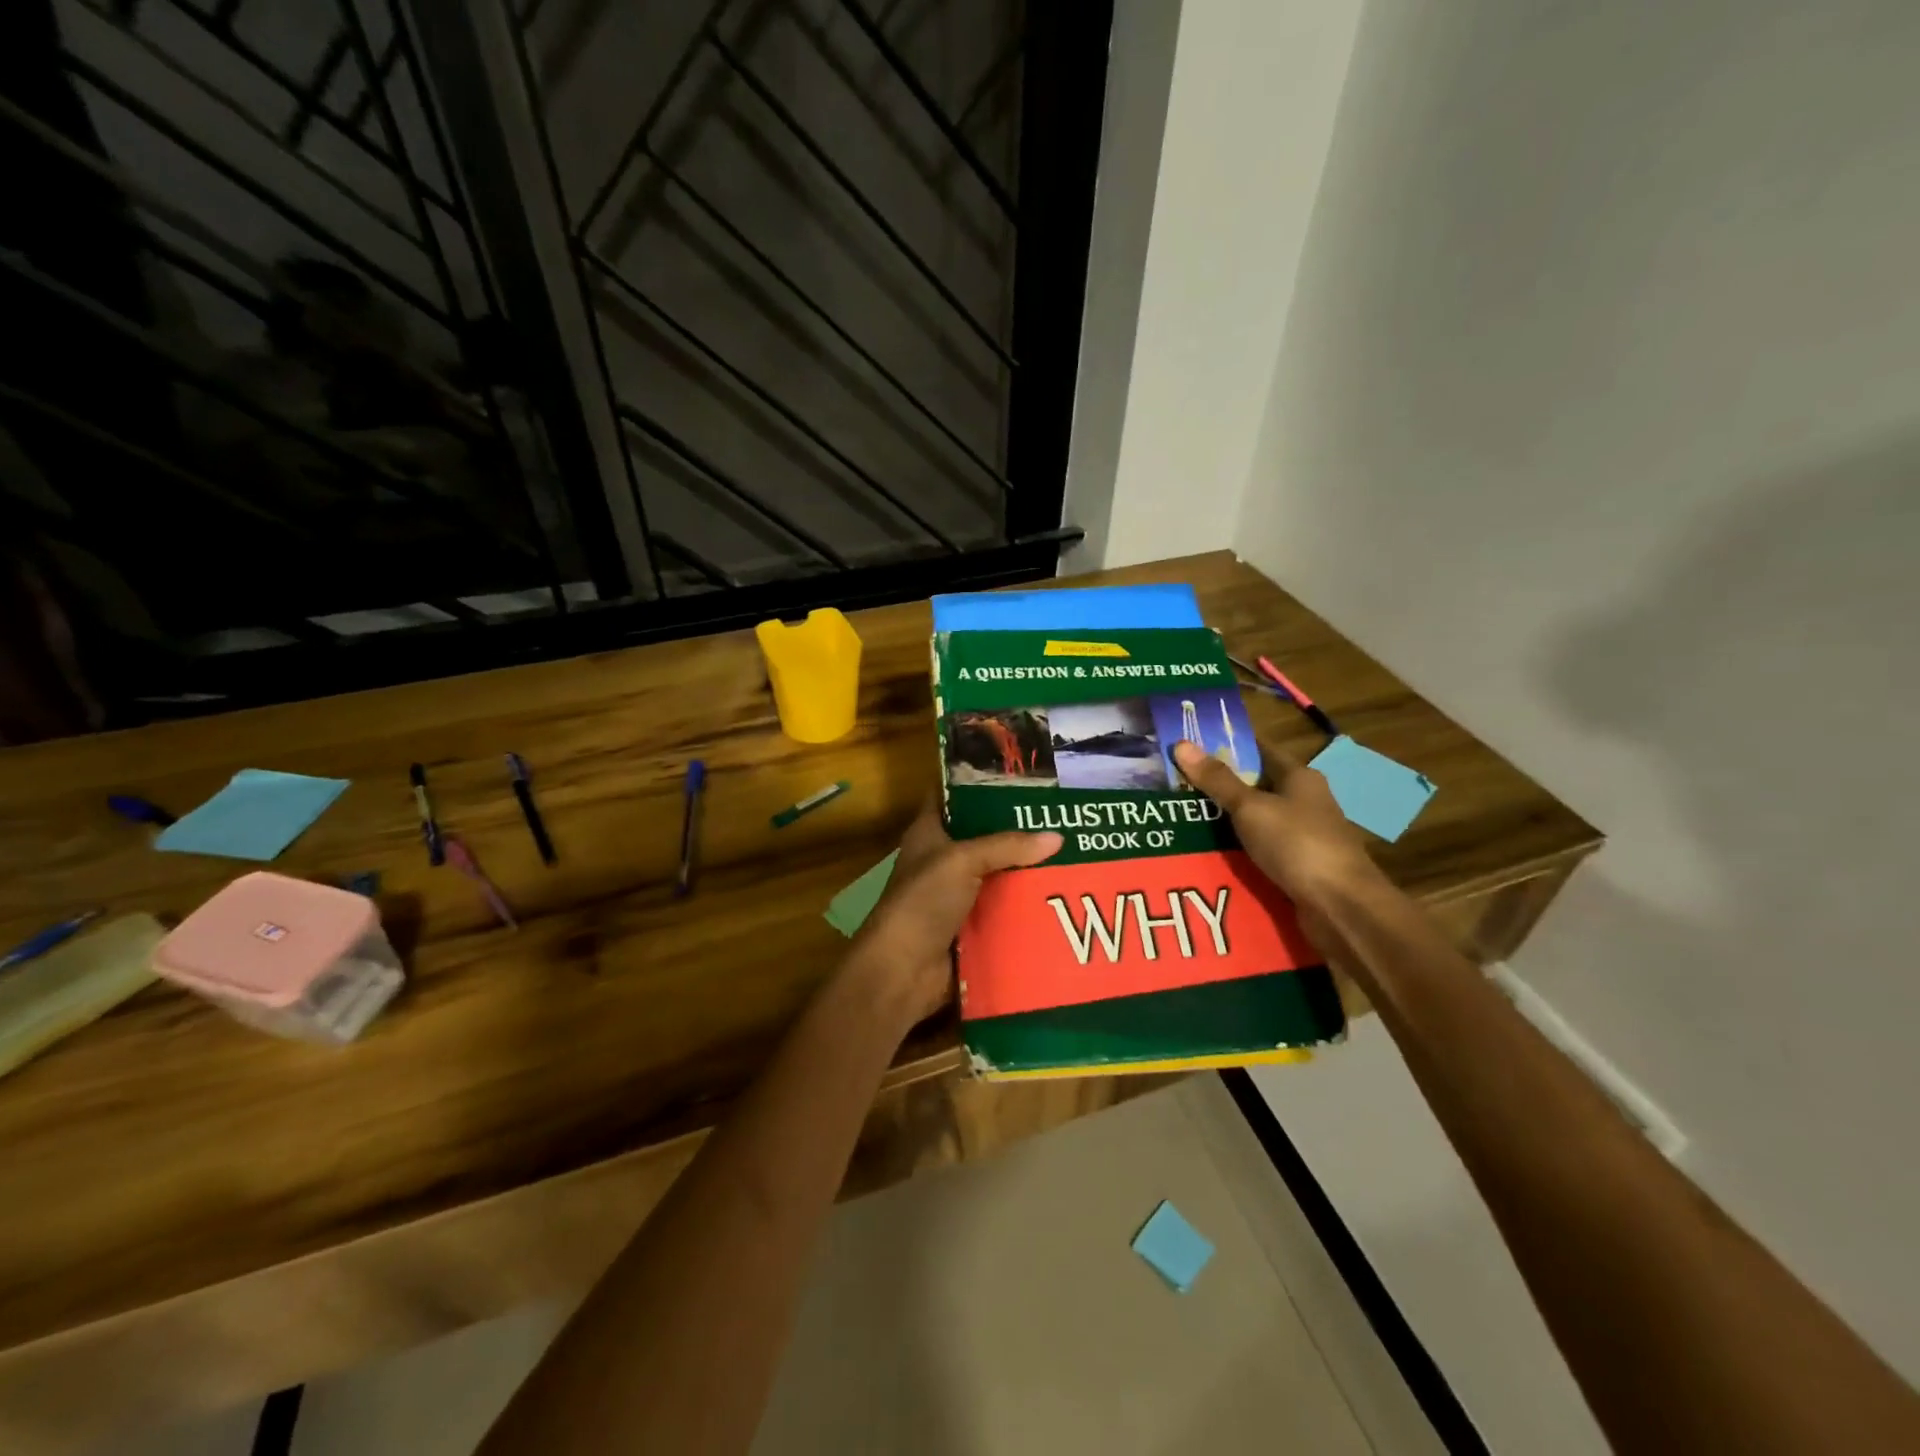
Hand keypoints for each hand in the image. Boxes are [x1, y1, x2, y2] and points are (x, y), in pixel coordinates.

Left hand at [845, 801, 1061, 1027]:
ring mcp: (958, 894)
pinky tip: (1064, 893)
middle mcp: (943, 859)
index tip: (1023, 772)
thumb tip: (1057, 837)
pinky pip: (1006, 908)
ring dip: (1029, 868)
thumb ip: (1008, 846)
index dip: (981, 781)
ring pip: (1000, 873)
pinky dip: (1028, 904)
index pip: (954, 795)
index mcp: (929, 832)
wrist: (903, 971)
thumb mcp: (962, 861)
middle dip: (1020, 828)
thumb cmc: (922, 902)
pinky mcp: (973, 925)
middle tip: (1063, 813)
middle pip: (985, 835)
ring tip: (1075, 849)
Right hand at [1171, 740, 1380, 910]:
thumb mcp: (1251, 808)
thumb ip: (1217, 780)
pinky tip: (1208, 854)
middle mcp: (1304, 801)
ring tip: (1182, 819)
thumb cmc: (1298, 844)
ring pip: (1256, 820)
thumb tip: (1180, 743)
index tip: (1189, 746)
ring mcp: (1303, 835)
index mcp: (1299, 777)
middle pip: (1255, 786)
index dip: (1226, 745)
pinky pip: (1260, 850)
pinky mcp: (1298, 866)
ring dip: (1225, 822)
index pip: (1259, 750)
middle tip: (1174, 785)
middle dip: (1218, 787)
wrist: (1341, 907)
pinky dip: (1238, 850)